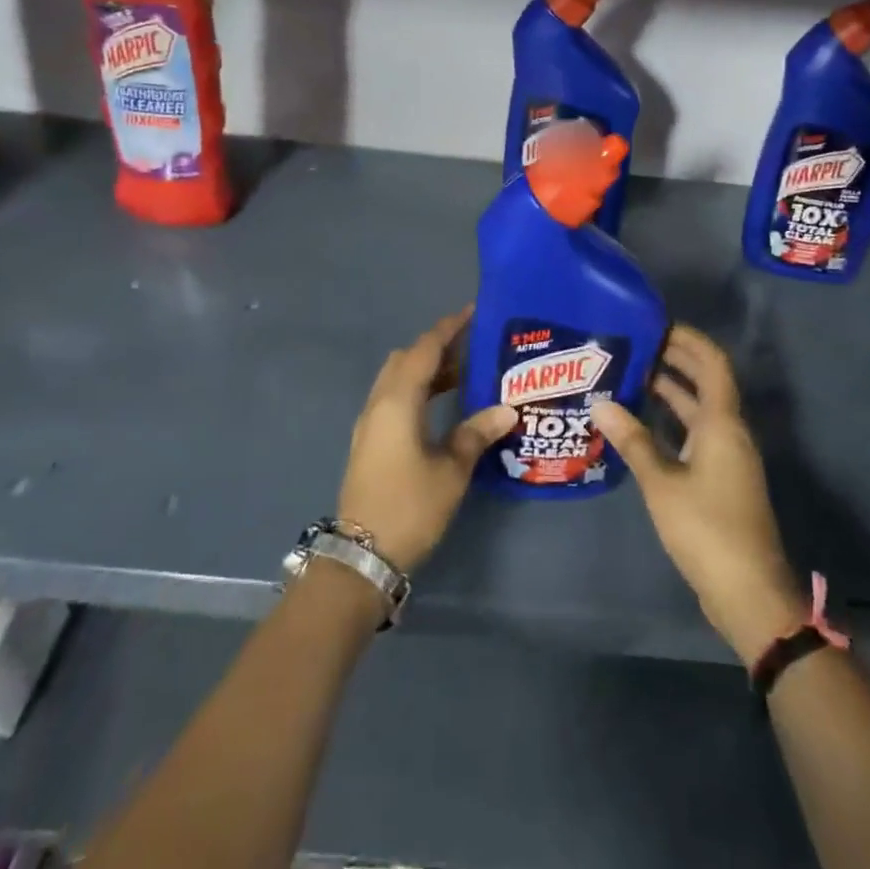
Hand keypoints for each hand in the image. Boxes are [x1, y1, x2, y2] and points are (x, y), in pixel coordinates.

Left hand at [336, 308, 516, 573]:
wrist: (362, 556)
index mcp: (398, 401)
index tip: (472, 313)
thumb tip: (507, 409)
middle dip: (437, 347)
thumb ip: (476, 433)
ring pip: (397, 379)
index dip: (448, 328)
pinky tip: (441, 406)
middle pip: (407, 359)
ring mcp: (369, 423)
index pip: (424, 349)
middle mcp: (379, 403)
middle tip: (472, 348)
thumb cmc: (410, 506)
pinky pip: (393, 398)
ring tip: (463, 374)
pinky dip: (417, 390)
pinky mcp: (369, 442)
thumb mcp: (451, 470)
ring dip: (426, 370)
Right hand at [593, 324, 804, 664]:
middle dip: (676, 359)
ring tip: (632, 374)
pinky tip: (641, 423)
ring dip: (672, 390)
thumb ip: (632, 440)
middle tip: (636, 344)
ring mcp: (727, 456)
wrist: (748, 591)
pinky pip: (697, 433)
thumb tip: (600, 402)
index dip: (689, 339)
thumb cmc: (706, 529)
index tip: (656, 323)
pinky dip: (673, 420)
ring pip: (700, 409)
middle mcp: (729, 431)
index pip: (712, 363)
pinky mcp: (721, 478)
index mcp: (722, 423)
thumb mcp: (661, 483)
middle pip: (707, 381)